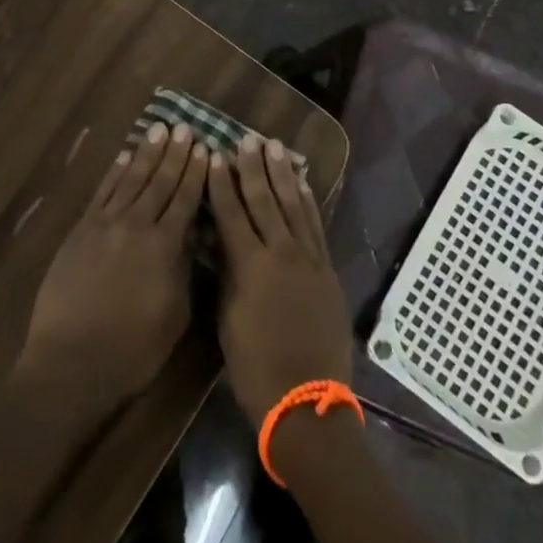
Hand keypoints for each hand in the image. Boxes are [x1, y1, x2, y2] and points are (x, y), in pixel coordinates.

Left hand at [17, 123, 207, 418]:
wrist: (71, 363)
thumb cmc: (133, 351)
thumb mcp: (175, 315)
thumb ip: (184, 269)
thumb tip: (190, 237)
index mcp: (165, 246)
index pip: (186, 198)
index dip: (196, 172)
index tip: (205, 147)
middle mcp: (137, 225)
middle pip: (160, 181)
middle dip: (175, 153)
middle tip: (185, 127)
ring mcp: (106, 224)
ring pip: (131, 179)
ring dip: (147, 153)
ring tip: (159, 129)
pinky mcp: (81, 231)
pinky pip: (103, 192)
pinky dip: (115, 172)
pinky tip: (124, 156)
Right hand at [209, 134, 351, 420]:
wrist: (307, 403)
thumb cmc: (255, 368)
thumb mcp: (228, 320)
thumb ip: (228, 274)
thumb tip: (222, 241)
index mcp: (250, 266)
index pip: (231, 213)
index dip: (222, 183)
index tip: (215, 155)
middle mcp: (281, 253)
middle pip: (264, 200)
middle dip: (252, 168)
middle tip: (246, 139)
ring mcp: (308, 259)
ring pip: (293, 205)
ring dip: (282, 174)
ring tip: (273, 147)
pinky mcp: (327, 269)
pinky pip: (315, 225)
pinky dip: (307, 200)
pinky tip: (302, 182)